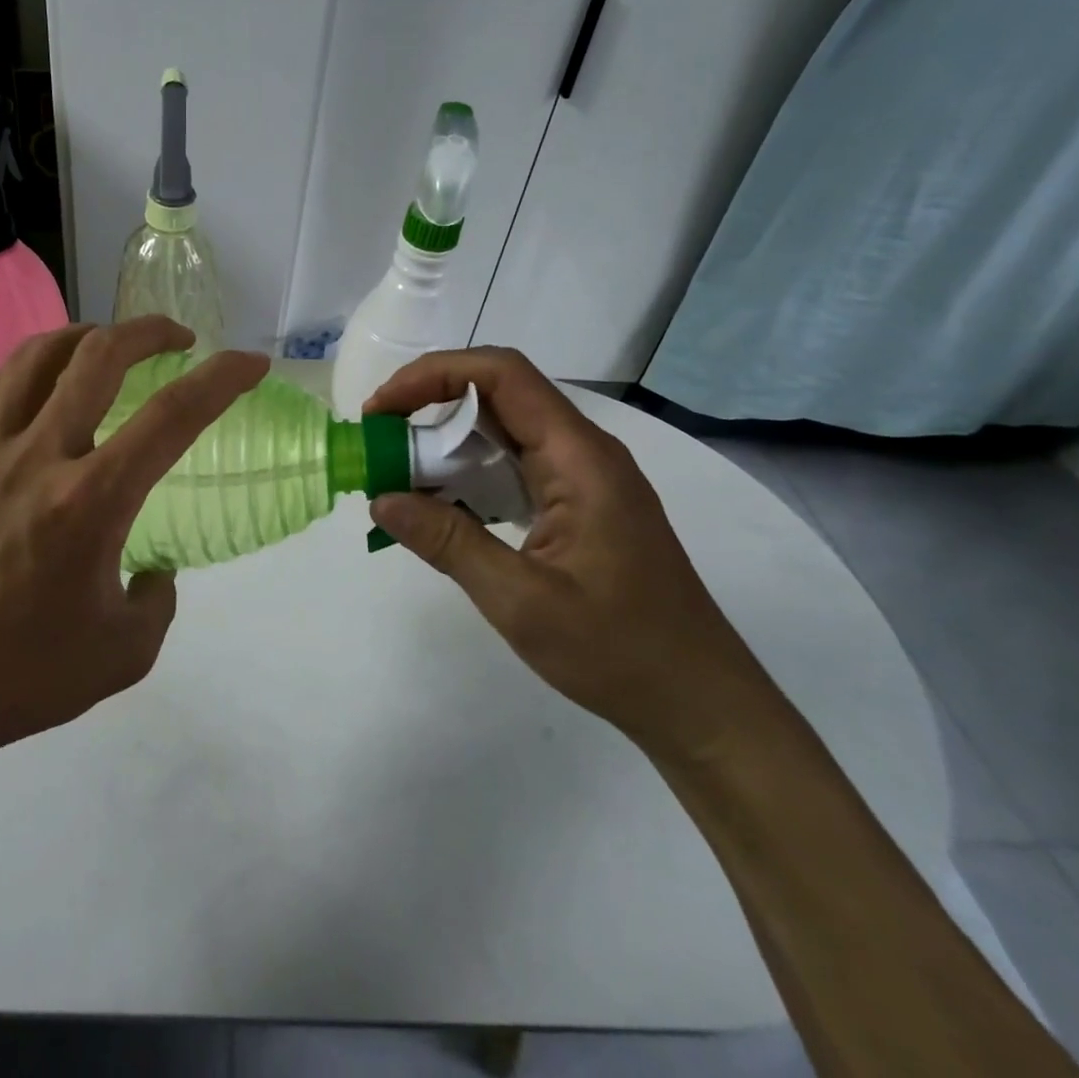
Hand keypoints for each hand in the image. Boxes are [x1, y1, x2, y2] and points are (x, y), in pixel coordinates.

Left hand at [0, 318, 267, 792]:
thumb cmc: (20, 676)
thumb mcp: (123, 654)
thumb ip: (158, 602)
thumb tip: (152, 570)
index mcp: (90, 501)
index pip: (173, 416)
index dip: (222, 379)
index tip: (251, 363)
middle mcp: (40, 457)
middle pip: (99, 355)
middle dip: (150, 331)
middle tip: (180, 340)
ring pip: (38, 356)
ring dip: (87, 335)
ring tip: (112, 345)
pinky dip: (29, 366)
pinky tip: (44, 382)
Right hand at [365, 348, 778, 766]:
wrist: (699, 703)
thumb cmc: (619, 651)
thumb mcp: (521, 602)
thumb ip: (449, 541)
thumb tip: (381, 498)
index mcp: (579, 458)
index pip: (501, 375)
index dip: (433, 375)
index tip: (381, 410)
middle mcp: (583, 452)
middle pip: (499, 394)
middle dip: (430, 404)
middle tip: (379, 441)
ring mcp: (583, 477)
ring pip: (504, 429)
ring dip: (447, 440)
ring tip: (398, 472)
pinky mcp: (579, 504)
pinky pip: (514, 465)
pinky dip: (469, 471)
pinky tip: (441, 504)